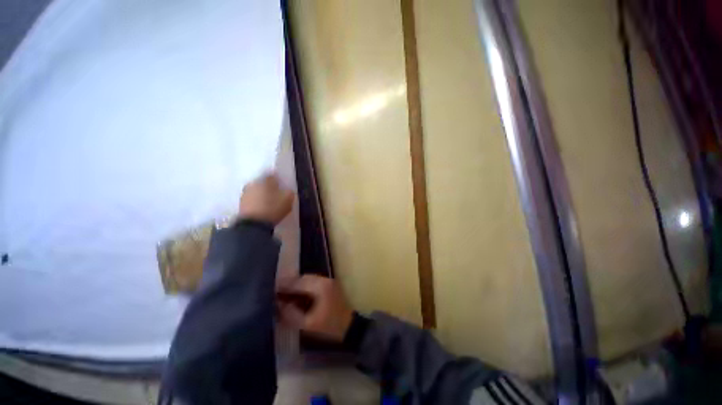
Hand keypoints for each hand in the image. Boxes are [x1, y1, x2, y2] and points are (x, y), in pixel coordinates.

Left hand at [239, 174, 293, 224]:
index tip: (282, 185)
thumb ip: (289, 192)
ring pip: (256, 190)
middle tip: (276, 193)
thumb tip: (287, 190)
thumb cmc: (273, 209)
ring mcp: (245, 193)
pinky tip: (262, 207)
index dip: (278, 179)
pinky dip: (256, 201)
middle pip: (263, 182)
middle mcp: (253, 183)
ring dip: (261, 194)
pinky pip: (251, 199)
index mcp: (266, 180)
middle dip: (269, 186)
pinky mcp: (240, 203)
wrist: (253, 225)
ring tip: (268, 201)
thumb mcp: (288, 200)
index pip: (273, 175)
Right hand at [277, 275, 353, 341]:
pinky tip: (296, 297)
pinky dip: (304, 288)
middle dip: (289, 285)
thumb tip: (278, 305)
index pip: (298, 282)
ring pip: (308, 280)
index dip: (284, 286)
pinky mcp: (329, 285)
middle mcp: (325, 279)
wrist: (350, 327)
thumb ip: (291, 314)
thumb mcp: (308, 324)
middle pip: (303, 278)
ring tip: (284, 295)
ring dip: (296, 286)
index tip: (271, 289)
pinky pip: (313, 283)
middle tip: (276, 293)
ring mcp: (328, 281)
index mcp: (320, 286)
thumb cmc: (330, 326)